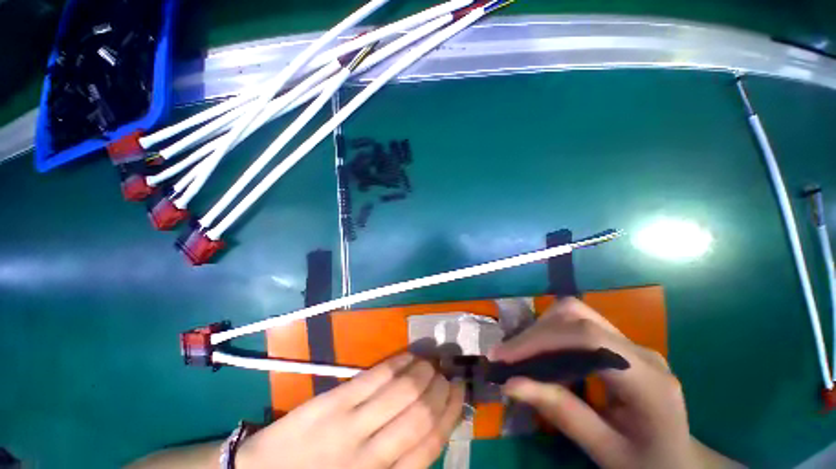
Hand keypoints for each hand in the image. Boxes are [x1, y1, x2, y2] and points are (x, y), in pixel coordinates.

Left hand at [237, 354, 464, 468]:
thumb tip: (431, 428)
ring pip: (402, 391)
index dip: (450, 413)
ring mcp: (350, 426)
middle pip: (420, 414)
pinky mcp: (333, 402)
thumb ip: (399, 463)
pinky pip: (375, 377)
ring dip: (423, 371)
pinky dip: (398, 363)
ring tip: (431, 362)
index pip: (430, 443)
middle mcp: (371, 457)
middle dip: (440, 388)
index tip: (459, 391)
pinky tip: (408, 357)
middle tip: (446, 374)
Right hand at [490, 298, 695, 468]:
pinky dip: (550, 334)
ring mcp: (631, 344)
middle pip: (577, 316)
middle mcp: (640, 351)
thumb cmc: (648, 464)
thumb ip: (563, 415)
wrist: (679, 462)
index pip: (588, 339)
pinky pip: (577, 325)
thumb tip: (511, 385)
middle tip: (506, 355)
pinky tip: (539, 354)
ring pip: (574, 314)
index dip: (540, 340)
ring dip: (540, 329)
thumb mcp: (606, 451)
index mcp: (648, 381)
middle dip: (535, 332)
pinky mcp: (619, 345)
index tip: (504, 357)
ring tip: (518, 354)